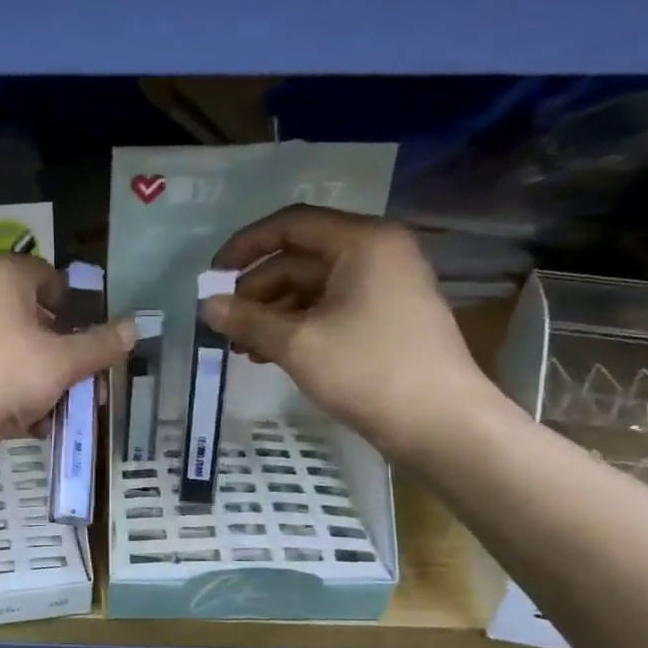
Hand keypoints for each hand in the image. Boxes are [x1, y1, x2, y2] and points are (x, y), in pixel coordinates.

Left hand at [0, 254, 135, 448]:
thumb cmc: (1, 375)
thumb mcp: (62, 361)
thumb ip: (100, 345)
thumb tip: (135, 327)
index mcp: (2, 275)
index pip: (53, 278)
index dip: (81, 309)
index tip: (100, 343)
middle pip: (39, 321)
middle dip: (70, 357)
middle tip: (94, 387)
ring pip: (21, 355)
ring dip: (49, 384)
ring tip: (70, 413)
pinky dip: (19, 399)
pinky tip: (37, 427)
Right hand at [205, 207, 497, 458]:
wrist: (440, 424)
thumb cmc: (368, 371)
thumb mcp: (298, 344)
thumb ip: (248, 320)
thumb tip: (207, 305)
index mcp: (362, 242)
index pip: (292, 224)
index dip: (245, 246)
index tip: (212, 276)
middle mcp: (376, 254)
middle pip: (299, 259)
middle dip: (256, 291)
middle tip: (223, 323)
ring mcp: (383, 288)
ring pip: (311, 289)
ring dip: (271, 314)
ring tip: (239, 347)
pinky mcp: (384, 320)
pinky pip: (329, 310)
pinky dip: (296, 328)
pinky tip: (268, 355)